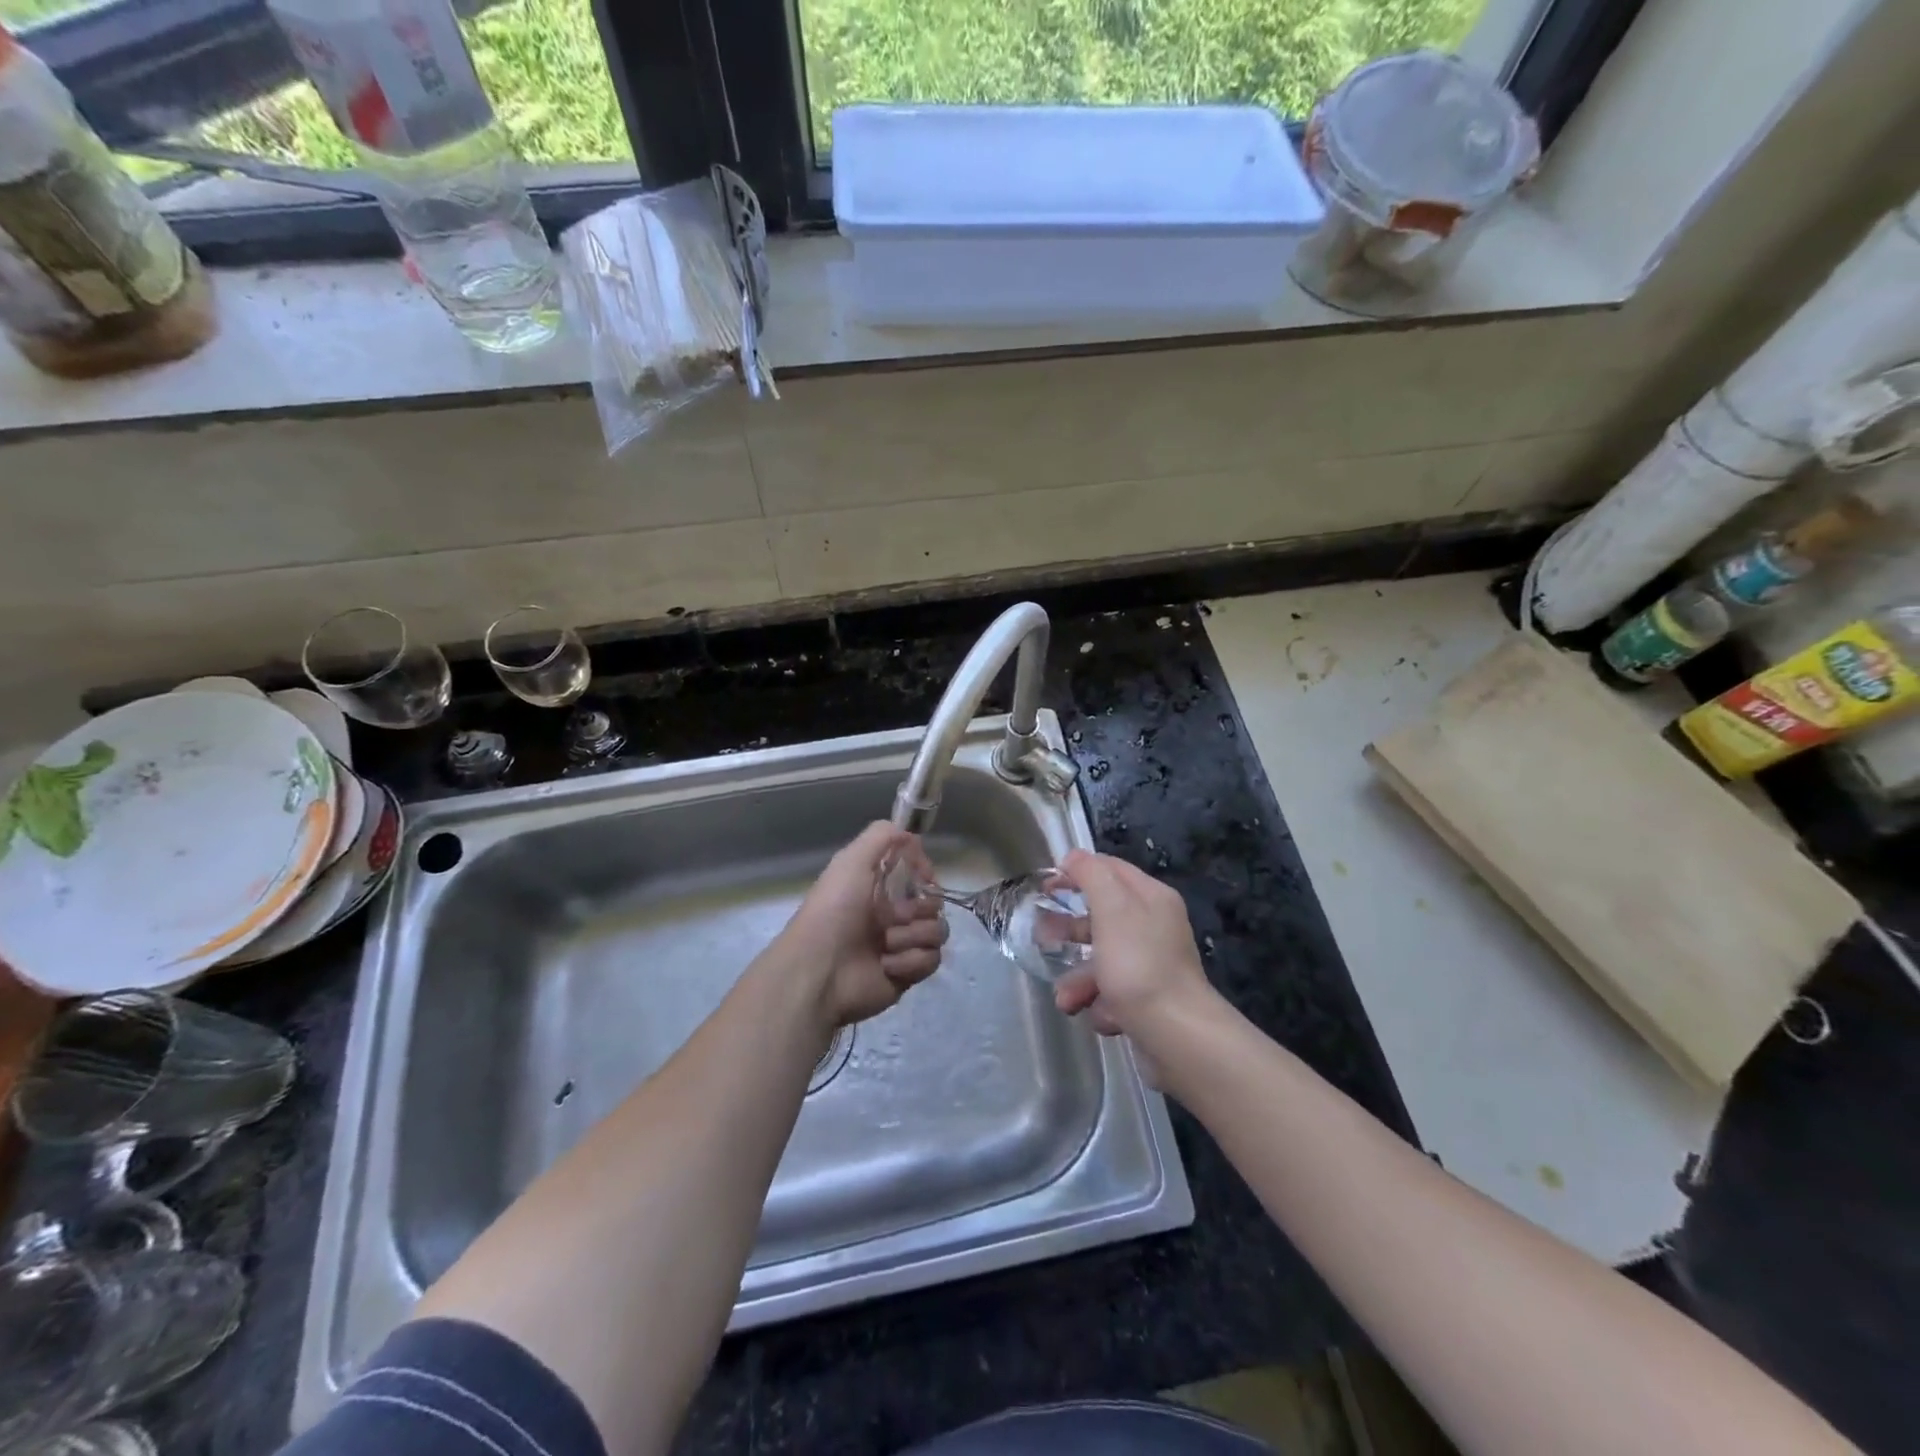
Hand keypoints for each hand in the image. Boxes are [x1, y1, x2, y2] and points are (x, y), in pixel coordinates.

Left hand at [778, 822, 948, 1027]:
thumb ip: (882, 835)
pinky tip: (887, 964)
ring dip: (913, 935)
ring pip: (937, 931)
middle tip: (896, 916)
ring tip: (887, 944)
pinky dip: (911, 961)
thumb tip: (912, 835)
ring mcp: (901, 944)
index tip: (923, 875)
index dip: (924, 872)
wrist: (820, 970)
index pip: (918, 873)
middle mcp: (891, 913)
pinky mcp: (907, 973)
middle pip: (933, 902)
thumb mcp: (851, 860)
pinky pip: (931, 959)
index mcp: (878, 887)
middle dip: (920, 908)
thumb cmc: (835, 910)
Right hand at [1050, 851, 1215, 1044]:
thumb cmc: (1139, 964)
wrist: (1177, 1035)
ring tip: (1066, 998)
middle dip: (1069, 928)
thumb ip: (1091, 875)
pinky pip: (1112, 992)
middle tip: (1043, 936)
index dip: (1077, 871)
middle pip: (1102, 915)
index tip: (1046, 885)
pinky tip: (1098, 1015)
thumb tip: (1074, 857)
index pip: (1110, 868)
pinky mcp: (1147, 999)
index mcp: (1151, 898)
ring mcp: (1151, 964)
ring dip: (1078, 977)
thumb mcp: (1112, 908)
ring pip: (1102, 959)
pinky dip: (1098, 1002)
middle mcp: (1154, 927)